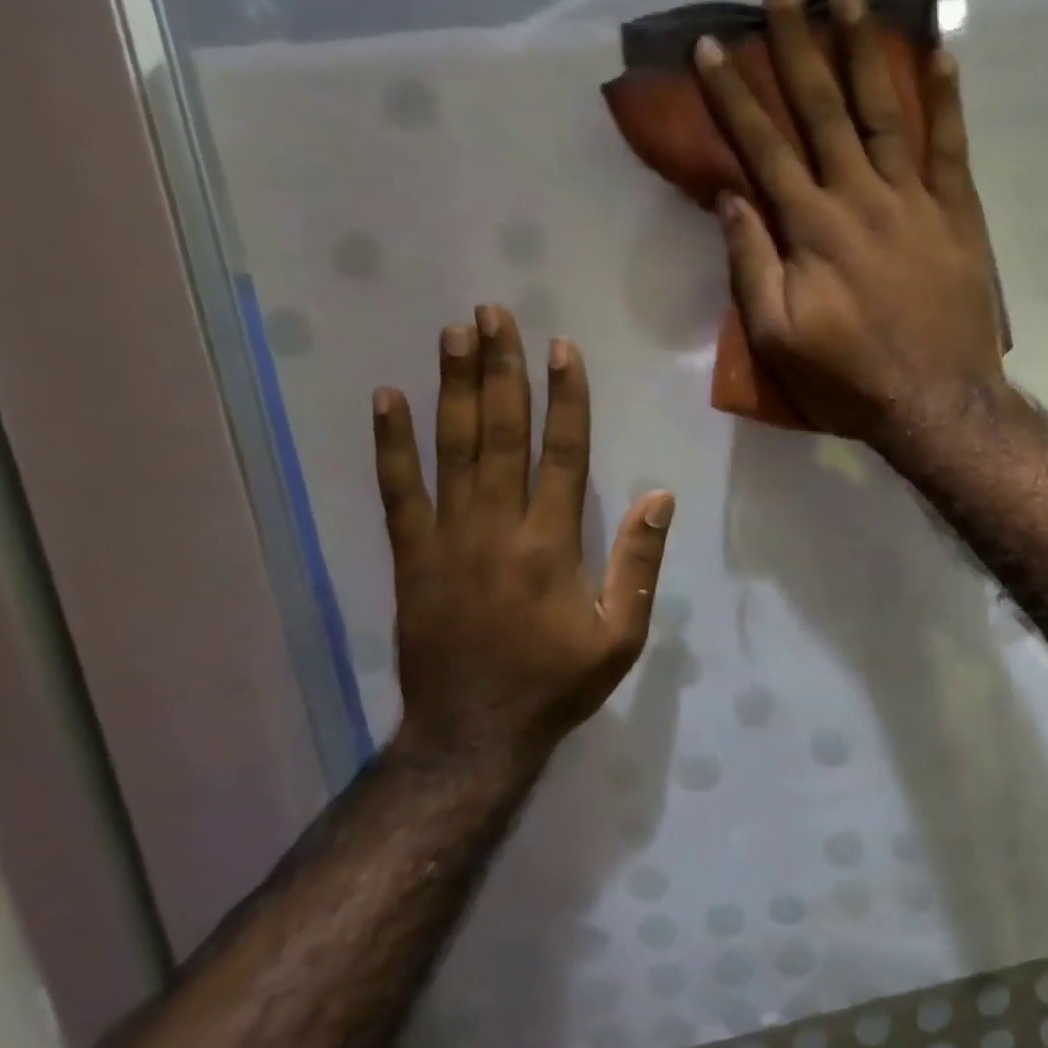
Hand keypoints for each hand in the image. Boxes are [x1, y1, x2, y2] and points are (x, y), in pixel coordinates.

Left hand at [372, 307, 674, 759]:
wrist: (474, 733)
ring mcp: (447, 540)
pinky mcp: (410, 558)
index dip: (565, 398)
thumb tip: (659, 498)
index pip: (563, 454)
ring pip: (452, 450)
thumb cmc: (557, 684)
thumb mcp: (622, 636)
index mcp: (553, 545)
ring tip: (454, 334)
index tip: (563, 350)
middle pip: (501, 434)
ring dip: (454, 388)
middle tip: (495, 314)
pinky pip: (397, 492)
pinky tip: (388, 399)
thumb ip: (639, 565)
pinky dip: (391, 444)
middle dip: (502, 370)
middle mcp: (498, 528)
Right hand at [695, 0, 1007, 444]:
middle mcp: (861, 197)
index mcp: (813, 228)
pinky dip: (948, 100)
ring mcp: (916, 202)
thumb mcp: (780, 338)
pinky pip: (952, 147)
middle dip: (797, 46)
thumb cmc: (851, 379)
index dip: (734, 96)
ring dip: (864, 51)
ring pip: (885, 112)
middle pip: (823, 109)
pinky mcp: (958, 217)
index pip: (764, 147)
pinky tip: (942, 55)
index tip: (710, 46)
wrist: (936, 403)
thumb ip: (751, 266)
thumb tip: (731, 198)